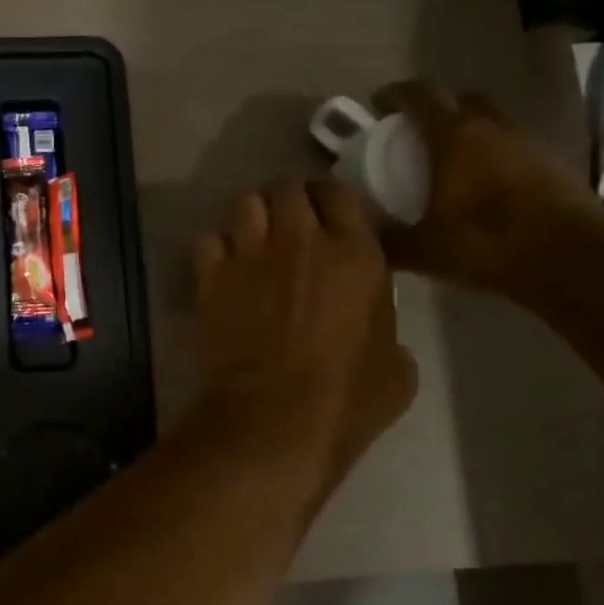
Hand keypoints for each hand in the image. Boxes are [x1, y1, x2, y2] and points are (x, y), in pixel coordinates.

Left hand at [190, 178, 418, 489]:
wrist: (274, 418)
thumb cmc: (346, 400)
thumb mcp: (396, 369)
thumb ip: (387, 330)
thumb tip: (376, 327)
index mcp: (355, 254)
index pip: (338, 193)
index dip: (329, 200)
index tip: (325, 216)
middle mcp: (301, 240)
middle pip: (287, 186)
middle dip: (287, 199)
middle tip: (287, 224)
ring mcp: (250, 254)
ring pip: (244, 201)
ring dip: (250, 215)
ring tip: (252, 238)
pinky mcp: (211, 277)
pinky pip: (207, 240)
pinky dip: (214, 249)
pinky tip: (221, 268)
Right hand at [373, 81, 603, 299]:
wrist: (572, 257)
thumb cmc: (487, 244)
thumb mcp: (424, 250)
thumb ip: (387, 241)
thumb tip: (361, 237)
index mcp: (454, 137)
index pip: (420, 95)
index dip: (395, 94)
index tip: (378, 103)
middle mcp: (491, 127)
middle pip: (459, 99)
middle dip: (433, 108)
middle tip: (414, 131)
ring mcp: (527, 141)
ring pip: (490, 119)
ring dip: (467, 128)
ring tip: (450, 157)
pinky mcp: (553, 161)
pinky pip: (513, 143)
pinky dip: (494, 151)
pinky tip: (486, 181)